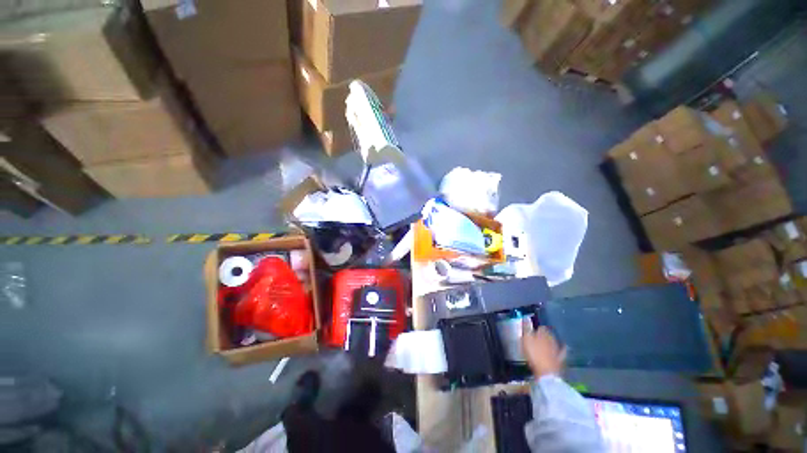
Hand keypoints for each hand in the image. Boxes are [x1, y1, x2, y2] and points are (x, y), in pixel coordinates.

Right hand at [521, 320, 565, 377]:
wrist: (547, 373)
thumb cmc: (534, 354)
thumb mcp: (526, 339)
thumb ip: (526, 328)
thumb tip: (526, 318)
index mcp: (543, 332)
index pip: (540, 327)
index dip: (535, 328)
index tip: (530, 331)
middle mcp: (552, 338)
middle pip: (548, 334)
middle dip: (543, 335)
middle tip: (536, 338)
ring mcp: (558, 349)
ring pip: (554, 342)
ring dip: (550, 342)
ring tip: (544, 344)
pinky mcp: (561, 359)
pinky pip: (561, 352)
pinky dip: (561, 350)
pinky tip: (562, 349)